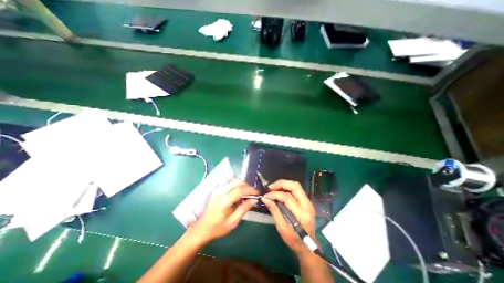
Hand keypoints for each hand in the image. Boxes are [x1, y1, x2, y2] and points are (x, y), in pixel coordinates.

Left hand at [191, 179, 257, 243]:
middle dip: (247, 186)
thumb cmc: (218, 227)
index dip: (250, 190)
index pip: (239, 190)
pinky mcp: (218, 190)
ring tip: (247, 194)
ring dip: (242, 185)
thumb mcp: (233, 222)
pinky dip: (237, 186)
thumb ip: (243, 209)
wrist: (203, 228)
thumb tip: (254, 200)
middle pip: (237, 182)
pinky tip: (239, 194)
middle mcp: (221, 192)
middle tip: (252, 193)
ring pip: (234, 181)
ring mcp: (218, 190)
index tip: (257, 194)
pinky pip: (230, 184)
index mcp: (224, 201)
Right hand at [262, 181, 315, 255]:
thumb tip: (265, 198)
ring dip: (284, 184)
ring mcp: (309, 202)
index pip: (287, 197)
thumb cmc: (294, 240)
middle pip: (295, 186)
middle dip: (281, 183)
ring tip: (274, 188)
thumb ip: (274, 211)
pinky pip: (297, 190)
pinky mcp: (307, 202)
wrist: (308, 247)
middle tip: (270, 187)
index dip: (275, 194)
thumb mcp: (281, 228)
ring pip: (296, 186)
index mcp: (301, 214)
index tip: (266, 195)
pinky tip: (280, 191)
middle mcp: (307, 205)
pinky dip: (287, 188)